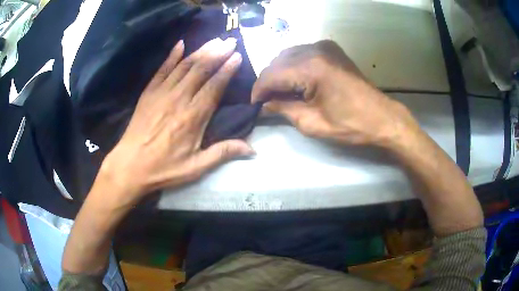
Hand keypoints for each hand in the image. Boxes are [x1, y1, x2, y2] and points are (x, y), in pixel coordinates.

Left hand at [98, 38, 253, 205]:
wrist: (130, 166)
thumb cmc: (164, 168)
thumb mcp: (196, 167)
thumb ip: (223, 153)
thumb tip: (253, 150)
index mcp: (193, 116)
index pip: (214, 86)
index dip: (227, 69)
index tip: (237, 56)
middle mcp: (179, 98)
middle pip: (201, 69)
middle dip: (217, 53)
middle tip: (230, 41)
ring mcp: (161, 93)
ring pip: (184, 65)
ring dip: (201, 51)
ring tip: (214, 40)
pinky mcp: (148, 92)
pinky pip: (162, 69)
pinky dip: (172, 56)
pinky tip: (180, 44)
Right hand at [252, 40, 418, 146]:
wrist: (382, 117)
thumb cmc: (350, 125)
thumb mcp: (312, 123)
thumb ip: (283, 110)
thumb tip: (264, 104)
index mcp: (311, 68)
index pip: (271, 75)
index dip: (258, 90)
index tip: (254, 104)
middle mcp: (315, 49)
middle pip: (277, 62)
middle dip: (268, 81)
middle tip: (267, 101)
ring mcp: (324, 46)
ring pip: (288, 55)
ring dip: (280, 72)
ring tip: (280, 92)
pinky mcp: (331, 49)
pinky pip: (302, 53)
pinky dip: (294, 66)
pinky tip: (296, 80)